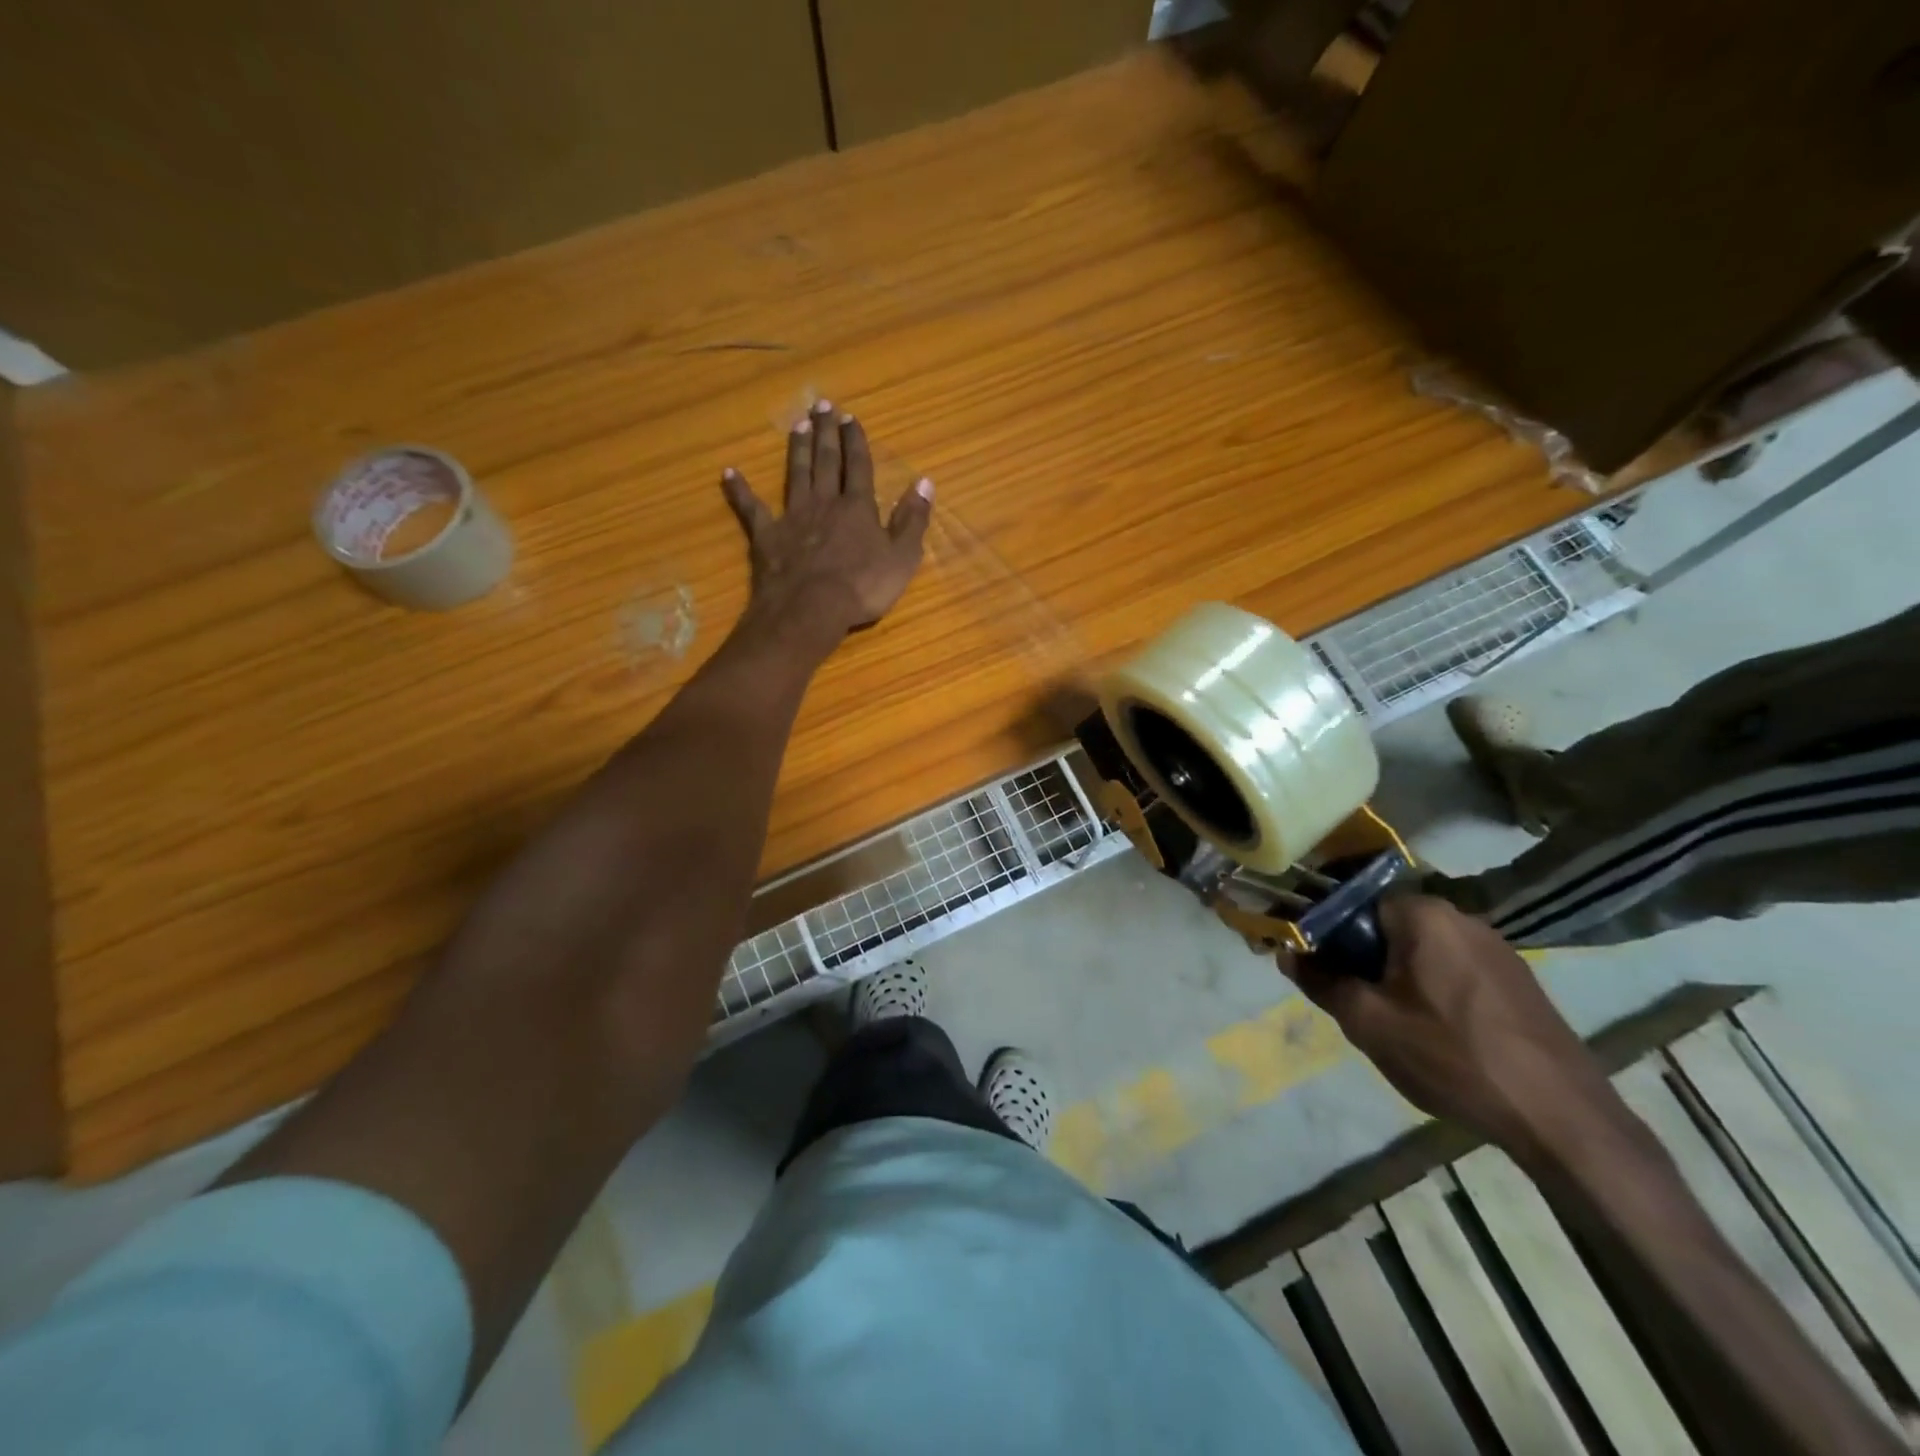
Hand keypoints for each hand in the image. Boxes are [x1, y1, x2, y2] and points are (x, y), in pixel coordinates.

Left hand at [721, 399, 933, 640]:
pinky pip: (751, 509)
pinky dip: (740, 491)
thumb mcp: (902, 557)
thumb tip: (925, 483)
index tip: (850, 418)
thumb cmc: (863, 587)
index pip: (858, 466)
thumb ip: (912, 520)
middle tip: (822, 405)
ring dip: (796, 450)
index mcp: (857, 508)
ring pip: (795, 475)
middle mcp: (824, 503)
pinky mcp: (766, 536)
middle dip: (825, 433)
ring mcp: (793, 517)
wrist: (811, 608)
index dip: (855, 442)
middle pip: (825, 461)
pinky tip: (729, 474)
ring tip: (796, 425)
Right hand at [1283, 894, 1624, 1164]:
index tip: (1319, 974)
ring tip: (1396, 1027)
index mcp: (1422, 914)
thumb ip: (1321, 981)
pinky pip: (1453, 970)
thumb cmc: (1453, 1057)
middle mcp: (1461, 917)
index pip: (1352, 906)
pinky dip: (1432, 991)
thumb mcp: (1369, 1022)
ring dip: (1397, 979)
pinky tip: (1438, 1035)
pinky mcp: (1518, 980)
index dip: (1326, 938)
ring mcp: (1496, 948)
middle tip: (1356, 1007)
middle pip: (1386, 928)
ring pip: (1419, 952)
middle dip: (1363, 962)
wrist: (1561, 1119)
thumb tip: (1287, 953)